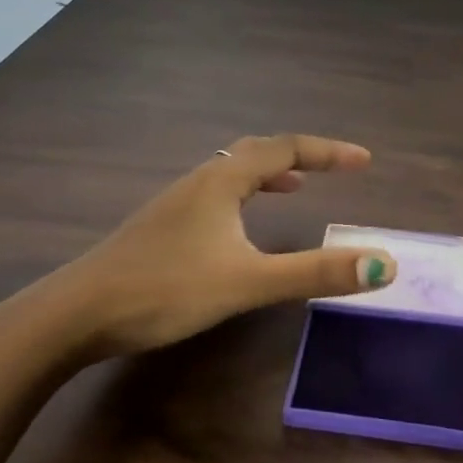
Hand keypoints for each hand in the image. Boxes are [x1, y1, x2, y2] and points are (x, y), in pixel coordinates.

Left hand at [44, 133, 396, 357]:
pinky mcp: (161, 227)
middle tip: (333, 170)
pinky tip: (238, 230)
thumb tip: (383, 263)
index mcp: (222, 181)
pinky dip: (242, 198)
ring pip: (230, 174)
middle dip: (299, 157)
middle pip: (255, 152)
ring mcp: (175, 204)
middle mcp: (198, 181)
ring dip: (268, 175)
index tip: (364, 161)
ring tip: (294, 189)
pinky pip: (214, 197)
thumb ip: (314, 273)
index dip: (327, 152)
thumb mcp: (248, 281)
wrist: (78, 313)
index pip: (284, 149)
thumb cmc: (166, 289)